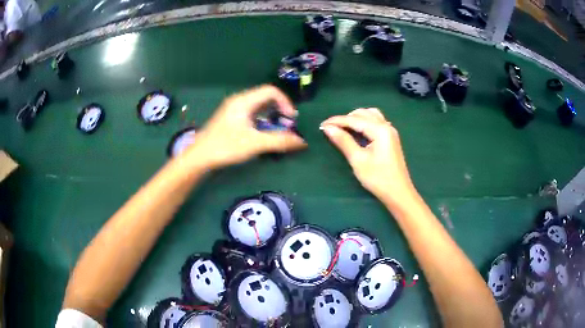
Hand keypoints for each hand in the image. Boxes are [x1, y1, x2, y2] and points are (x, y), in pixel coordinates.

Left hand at [185, 85, 306, 168]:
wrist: (199, 156)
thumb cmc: (225, 146)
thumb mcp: (254, 143)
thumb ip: (279, 141)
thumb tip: (302, 142)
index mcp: (244, 101)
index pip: (271, 91)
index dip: (285, 103)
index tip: (291, 119)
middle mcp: (239, 101)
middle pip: (265, 97)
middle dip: (279, 109)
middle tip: (286, 125)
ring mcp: (233, 109)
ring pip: (258, 106)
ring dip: (271, 115)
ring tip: (277, 130)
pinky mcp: (230, 118)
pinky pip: (251, 113)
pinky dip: (262, 120)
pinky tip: (262, 133)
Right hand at [321, 108, 415, 206]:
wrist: (398, 193)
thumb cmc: (378, 178)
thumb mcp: (358, 160)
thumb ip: (343, 141)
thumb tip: (328, 128)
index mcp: (380, 130)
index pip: (354, 120)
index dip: (337, 121)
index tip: (321, 125)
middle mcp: (386, 126)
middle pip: (363, 113)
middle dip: (346, 118)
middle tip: (331, 128)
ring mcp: (390, 131)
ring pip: (371, 115)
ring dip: (356, 118)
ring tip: (343, 128)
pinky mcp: (390, 138)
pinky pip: (376, 122)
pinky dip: (364, 122)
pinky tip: (358, 131)